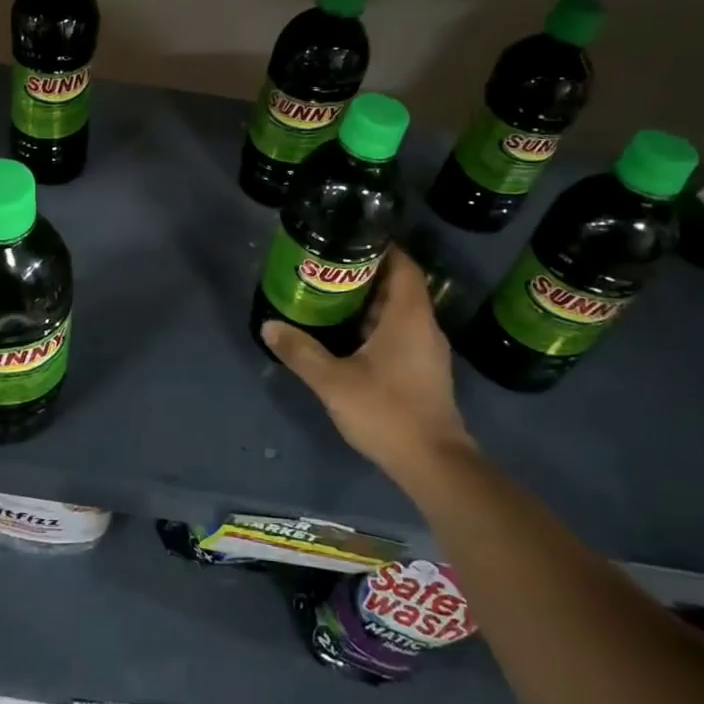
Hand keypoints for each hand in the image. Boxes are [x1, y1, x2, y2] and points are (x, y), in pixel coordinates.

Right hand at [261, 248, 470, 493]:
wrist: (433, 464)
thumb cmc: (387, 412)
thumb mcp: (333, 381)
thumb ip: (300, 352)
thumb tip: (269, 326)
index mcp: (408, 316)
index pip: (403, 265)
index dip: (382, 247)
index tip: (350, 239)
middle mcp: (423, 327)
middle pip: (400, 286)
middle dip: (367, 274)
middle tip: (329, 267)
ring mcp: (427, 351)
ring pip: (400, 312)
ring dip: (371, 302)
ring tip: (333, 296)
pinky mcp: (424, 372)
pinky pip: (401, 333)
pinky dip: (378, 326)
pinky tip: (349, 336)